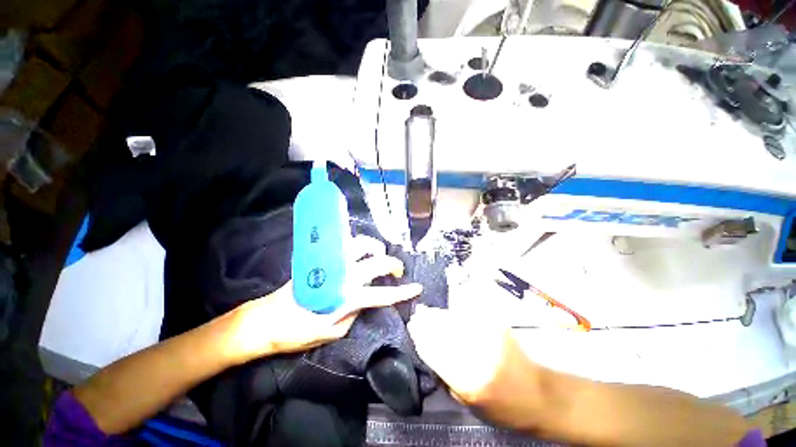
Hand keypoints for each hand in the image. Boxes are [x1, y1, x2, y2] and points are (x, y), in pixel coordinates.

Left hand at [222, 236, 422, 364]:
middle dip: (392, 264)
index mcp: (346, 297)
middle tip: (397, 270)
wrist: (266, 320)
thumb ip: (352, 315)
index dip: (402, 292)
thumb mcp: (331, 333)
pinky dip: (355, 242)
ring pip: (359, 245)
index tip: (417, 288)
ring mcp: (331, 264)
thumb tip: (363, 301)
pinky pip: (342, 243)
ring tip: (378, 254)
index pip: (381, 294)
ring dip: (374, 247)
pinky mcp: (320, 258)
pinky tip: (359, 248)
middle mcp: (341, 276)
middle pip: (375, 263)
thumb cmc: (297, 332)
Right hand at [407, 303, 543, 431]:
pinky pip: (468, 314)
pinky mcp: (496, 326)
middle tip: (417, 315)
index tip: (411, 327)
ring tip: (428, 312)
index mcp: (467, 380)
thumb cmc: (501, 408)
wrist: (537, 395)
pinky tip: (449, 313)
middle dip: (426, 321)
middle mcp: (476, 355)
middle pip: (442, 330)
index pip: (433, 350)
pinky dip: (455, 313)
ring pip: (453, 319)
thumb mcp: (467, 403)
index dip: (420, 336)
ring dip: (438, 314)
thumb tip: (428, 348)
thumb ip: (445, 375)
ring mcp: (488, 336)